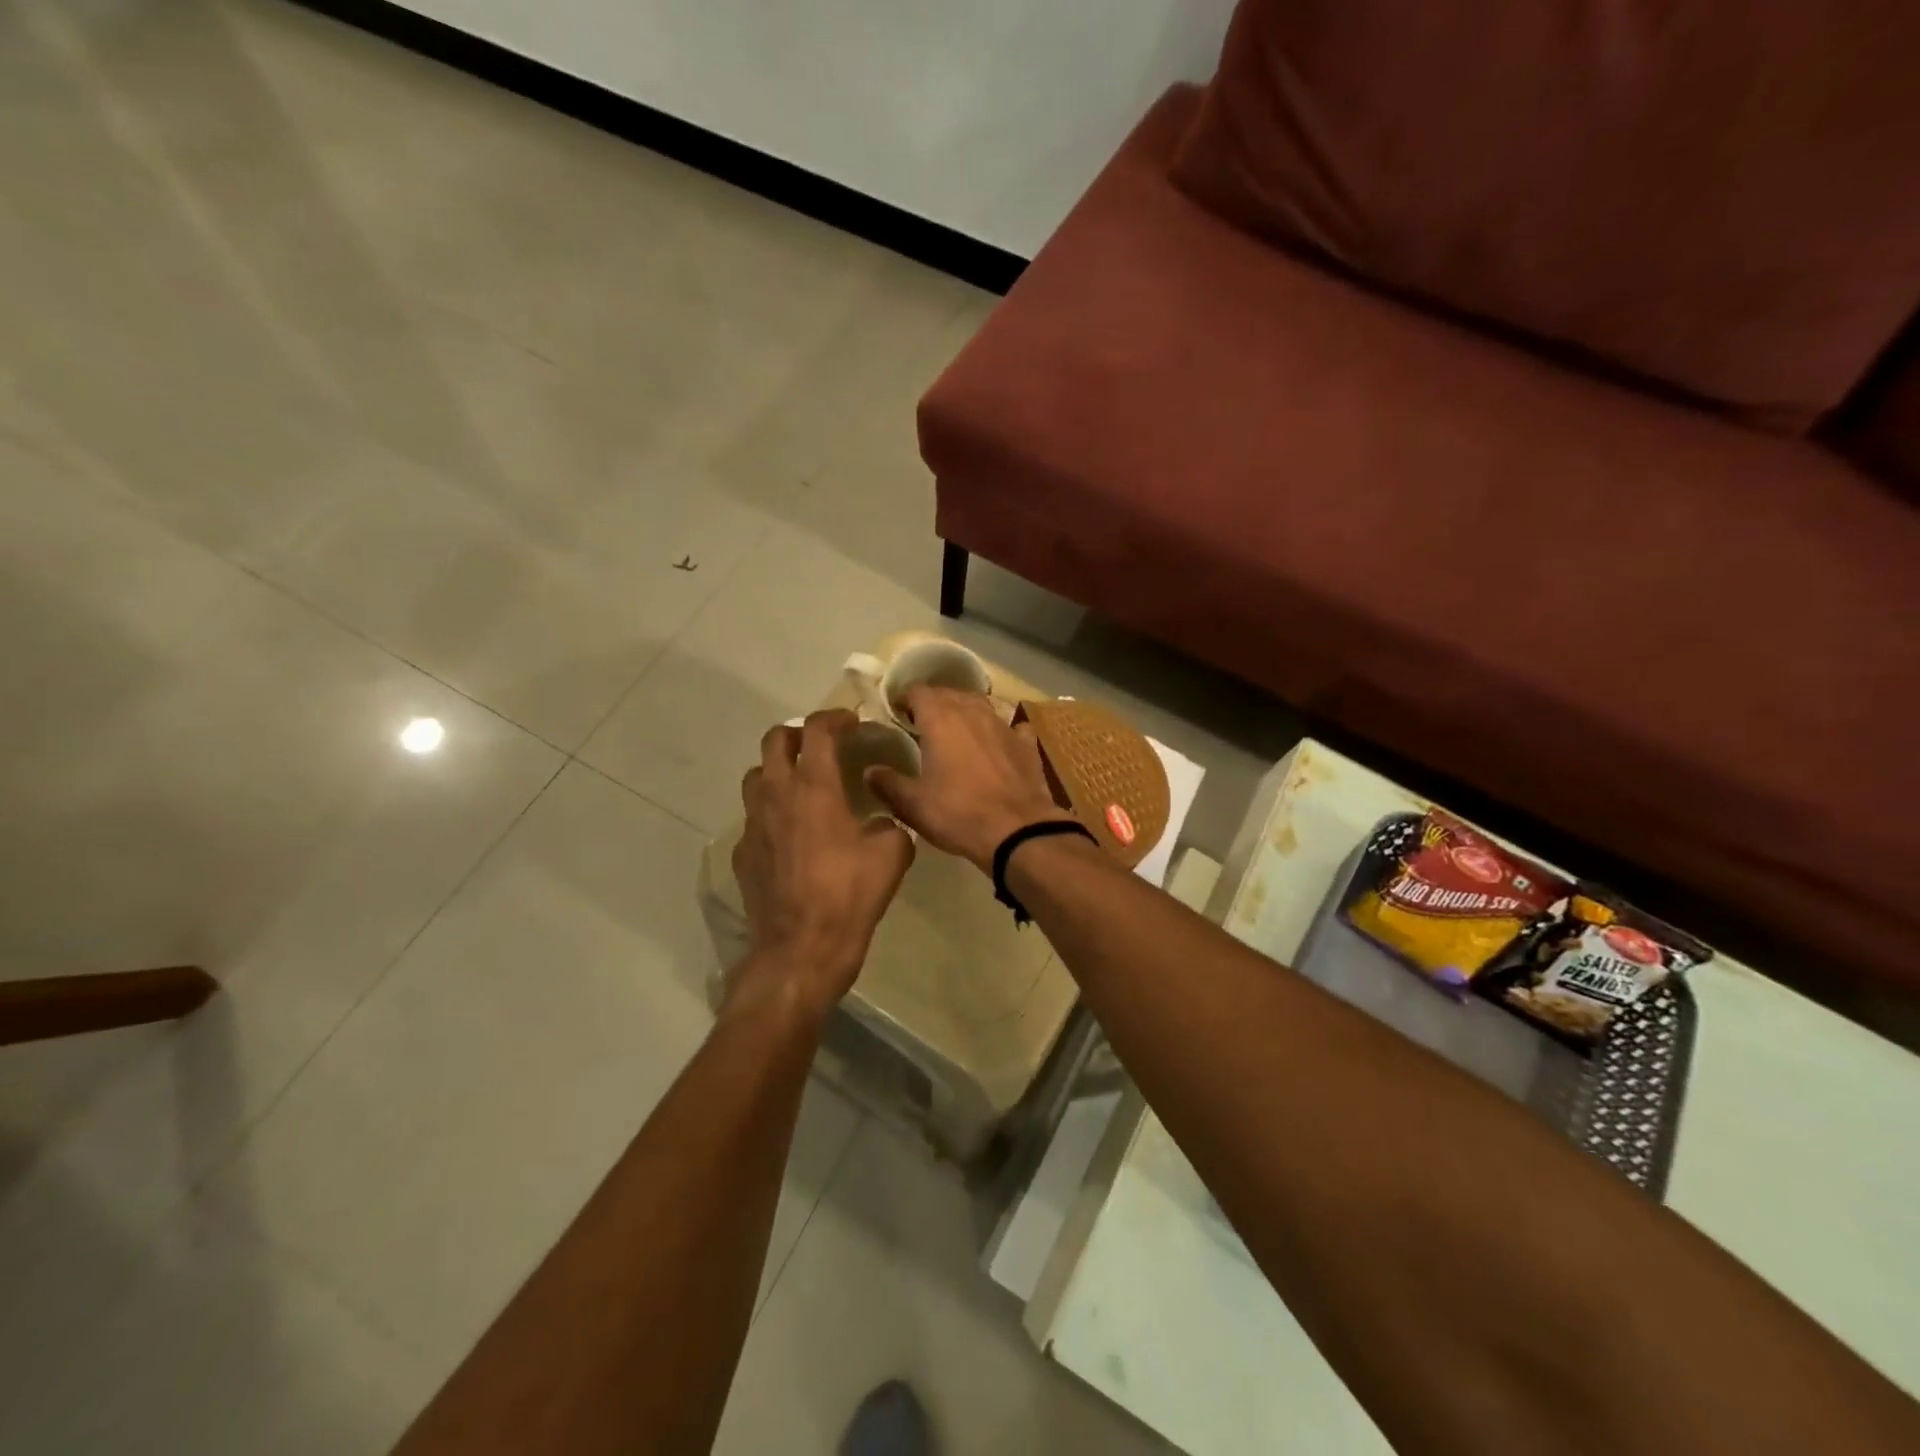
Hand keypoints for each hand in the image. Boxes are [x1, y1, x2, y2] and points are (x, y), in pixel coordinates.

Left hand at [730, 711, 914, 1020]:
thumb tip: (880, 822)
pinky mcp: (743, 852)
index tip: (852, 723)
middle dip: (799, 734)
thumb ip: (890, 824)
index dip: (835, 718)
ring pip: (756, 776)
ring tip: (803, 785)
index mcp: (814, 786)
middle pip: (775, 740)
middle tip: (823, 746)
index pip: (817, 730)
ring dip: (778, 770)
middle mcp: (777, 794)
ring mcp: (753, 823)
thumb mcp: (892, 854)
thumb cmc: (849, 894)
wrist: (801, 948)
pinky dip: (772, 812)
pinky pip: (754, 817)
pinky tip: (792, 835)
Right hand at [864, 687, 1075, 872]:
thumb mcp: (912, 804)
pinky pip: (1011, 726)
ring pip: (980, 705)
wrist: (1017, 830)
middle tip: (922, 724)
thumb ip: (888, 783)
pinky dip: (1001, 731)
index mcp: (940, 719)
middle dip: (934, 703)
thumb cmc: (957, 813)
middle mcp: (972, 711)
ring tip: (956, 730)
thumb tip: (869, 771)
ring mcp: (1003, 724)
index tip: (897, 714)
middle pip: (949, 693)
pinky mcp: (1026, 744)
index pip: (918, 692)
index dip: (905, 699)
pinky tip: (998, 743)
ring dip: (965, 712)